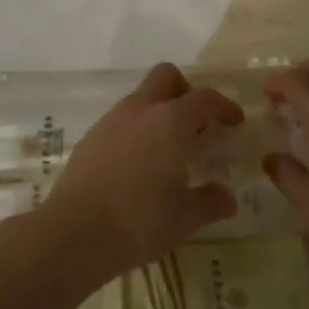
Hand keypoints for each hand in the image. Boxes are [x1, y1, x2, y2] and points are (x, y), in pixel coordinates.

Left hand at [33, 63, 242, 288]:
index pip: (205, 98)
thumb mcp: (184, 218)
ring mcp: (112, 119)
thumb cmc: (139, 221)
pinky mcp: (91, 136)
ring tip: (167, 150)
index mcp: (171, 121)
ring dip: (159, 111)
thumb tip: (227, 197)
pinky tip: (137, 164)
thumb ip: (210, 202)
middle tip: (196, 123)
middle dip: (185, 91)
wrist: (74, 232)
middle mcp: (141, 109)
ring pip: (141, 97)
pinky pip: (121, 119)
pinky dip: (136, 130)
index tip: (234, 122)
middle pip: (167, 76)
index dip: (224, 106)